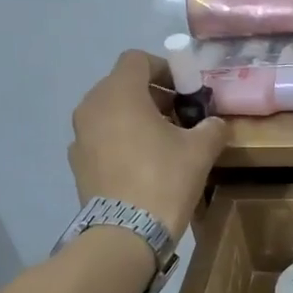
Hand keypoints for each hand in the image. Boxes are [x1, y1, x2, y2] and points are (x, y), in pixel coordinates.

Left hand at [69, 51, 228, 238]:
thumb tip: (215, 124)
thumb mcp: (200, 150)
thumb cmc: (164, 180)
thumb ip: (211, 128)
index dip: (164, 69)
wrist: (125, 233)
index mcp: (119, 93)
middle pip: (122, 85)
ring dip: (135, 119)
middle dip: (151, 96)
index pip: (137, 60)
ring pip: (110, 113)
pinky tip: (142, 165)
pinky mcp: (78, 163)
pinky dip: (120, 141)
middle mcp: (92, 107)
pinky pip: (101, 138)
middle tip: (179, 117)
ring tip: (162, 143)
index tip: (185, 90)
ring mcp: (79, 136)